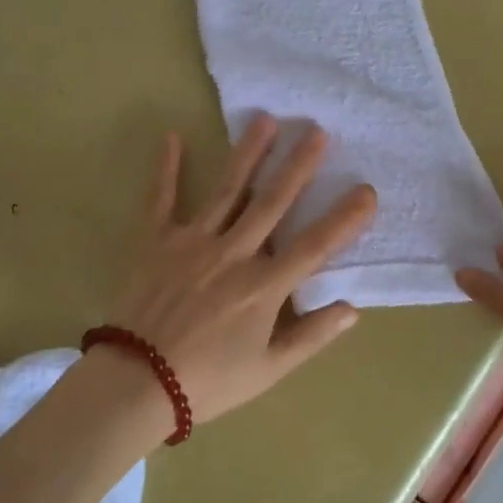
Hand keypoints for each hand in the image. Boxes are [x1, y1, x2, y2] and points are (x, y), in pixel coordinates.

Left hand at [93, 114, 376, 435]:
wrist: (136, 384)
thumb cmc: (208, 381)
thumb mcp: (268, 370)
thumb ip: (311, 336)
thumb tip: (352, 308)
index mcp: (264, 286)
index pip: (315, 246)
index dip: (345, 218)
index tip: (367, 190)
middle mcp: (233, 253)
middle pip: (273, 203)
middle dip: (298, 166)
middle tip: (317, 130)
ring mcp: (193, 241)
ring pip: (227, 189)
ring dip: (248, 153)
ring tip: (265, 119)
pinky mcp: (156, 241)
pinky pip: (161, 199)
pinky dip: (165, 168)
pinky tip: (172, 137)